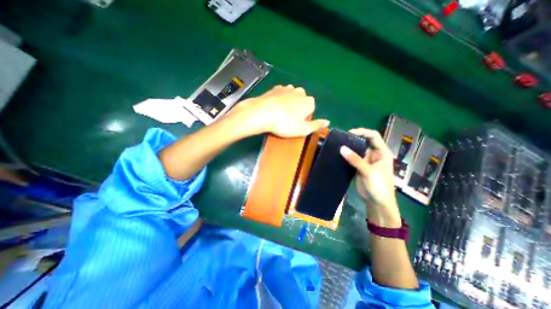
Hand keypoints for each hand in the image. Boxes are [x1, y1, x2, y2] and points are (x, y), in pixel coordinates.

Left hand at [227, 85, 326, 136]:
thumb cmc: (284, 124)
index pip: (311, 110)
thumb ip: (316, 125)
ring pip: (292, 97)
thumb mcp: (302, 129)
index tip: (296, 124)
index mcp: (309, 102)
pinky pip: (281, 95)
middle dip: (297, 110)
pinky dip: (280, 100)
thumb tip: (327, 122)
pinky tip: (274, 108)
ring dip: (288, 104)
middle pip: (301, 102)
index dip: (304, 118)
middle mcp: (300, 92)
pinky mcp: (275, 88)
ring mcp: (287, 88)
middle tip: (287, 120)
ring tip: (280, 115)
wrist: (262, 113)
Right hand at [340, 129, 400, 227]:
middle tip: (340, 139)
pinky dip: (345, 156)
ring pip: (356, 151)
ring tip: (337, 145)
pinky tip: (338, 155)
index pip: (373, 136)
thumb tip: (341, 148)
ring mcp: (365, 161)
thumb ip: (355, 159)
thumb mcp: (368, 171)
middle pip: (363, 142)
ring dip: (348, 148)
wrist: (377, 202)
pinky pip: (351, 159)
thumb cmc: (379, 186)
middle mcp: (374, 154)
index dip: (363, 132)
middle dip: (352, 140)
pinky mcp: (358, 167)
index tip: (350, 133)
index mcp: (381, 152)